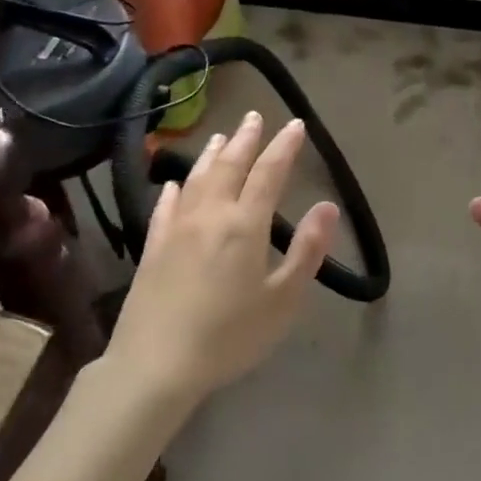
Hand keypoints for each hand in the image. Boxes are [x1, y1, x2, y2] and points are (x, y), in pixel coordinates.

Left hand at [110, 111, 338, 403]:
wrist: (155, 364)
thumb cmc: (229, 336)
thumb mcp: (283, 300)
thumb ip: (307, 250)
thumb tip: (328, 206)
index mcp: (245, 225)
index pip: (269, 173)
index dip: (284, 147)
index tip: (295, 125)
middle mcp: (210, 215)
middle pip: (229, 165)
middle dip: (245, 139)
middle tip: (254, 116)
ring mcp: (176, 228)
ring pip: (197, 178)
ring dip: (212, 154)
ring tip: (221, 135)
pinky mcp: (153, 247)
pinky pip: (165, 206)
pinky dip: (175, 188)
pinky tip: (175, 183)